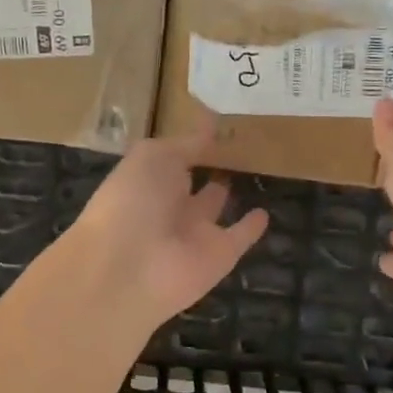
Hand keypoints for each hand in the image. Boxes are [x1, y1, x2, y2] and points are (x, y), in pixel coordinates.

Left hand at [63, 120, 269, 334]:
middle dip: (205, 166)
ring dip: (225, 194)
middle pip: (189, 183)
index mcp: (146, 178)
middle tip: (236, 145)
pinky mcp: (219, 256)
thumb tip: (212, 122)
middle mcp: (168, 205)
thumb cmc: (132, 200)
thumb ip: (186, 143)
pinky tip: (265, 213)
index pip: (171, 157)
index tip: (216, 122)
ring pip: (212, 209)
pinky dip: (251, 228)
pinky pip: (238, 238)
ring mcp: (193, 233)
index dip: (190, 142)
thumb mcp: (154, 156)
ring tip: (252, 170)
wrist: (128, 269)